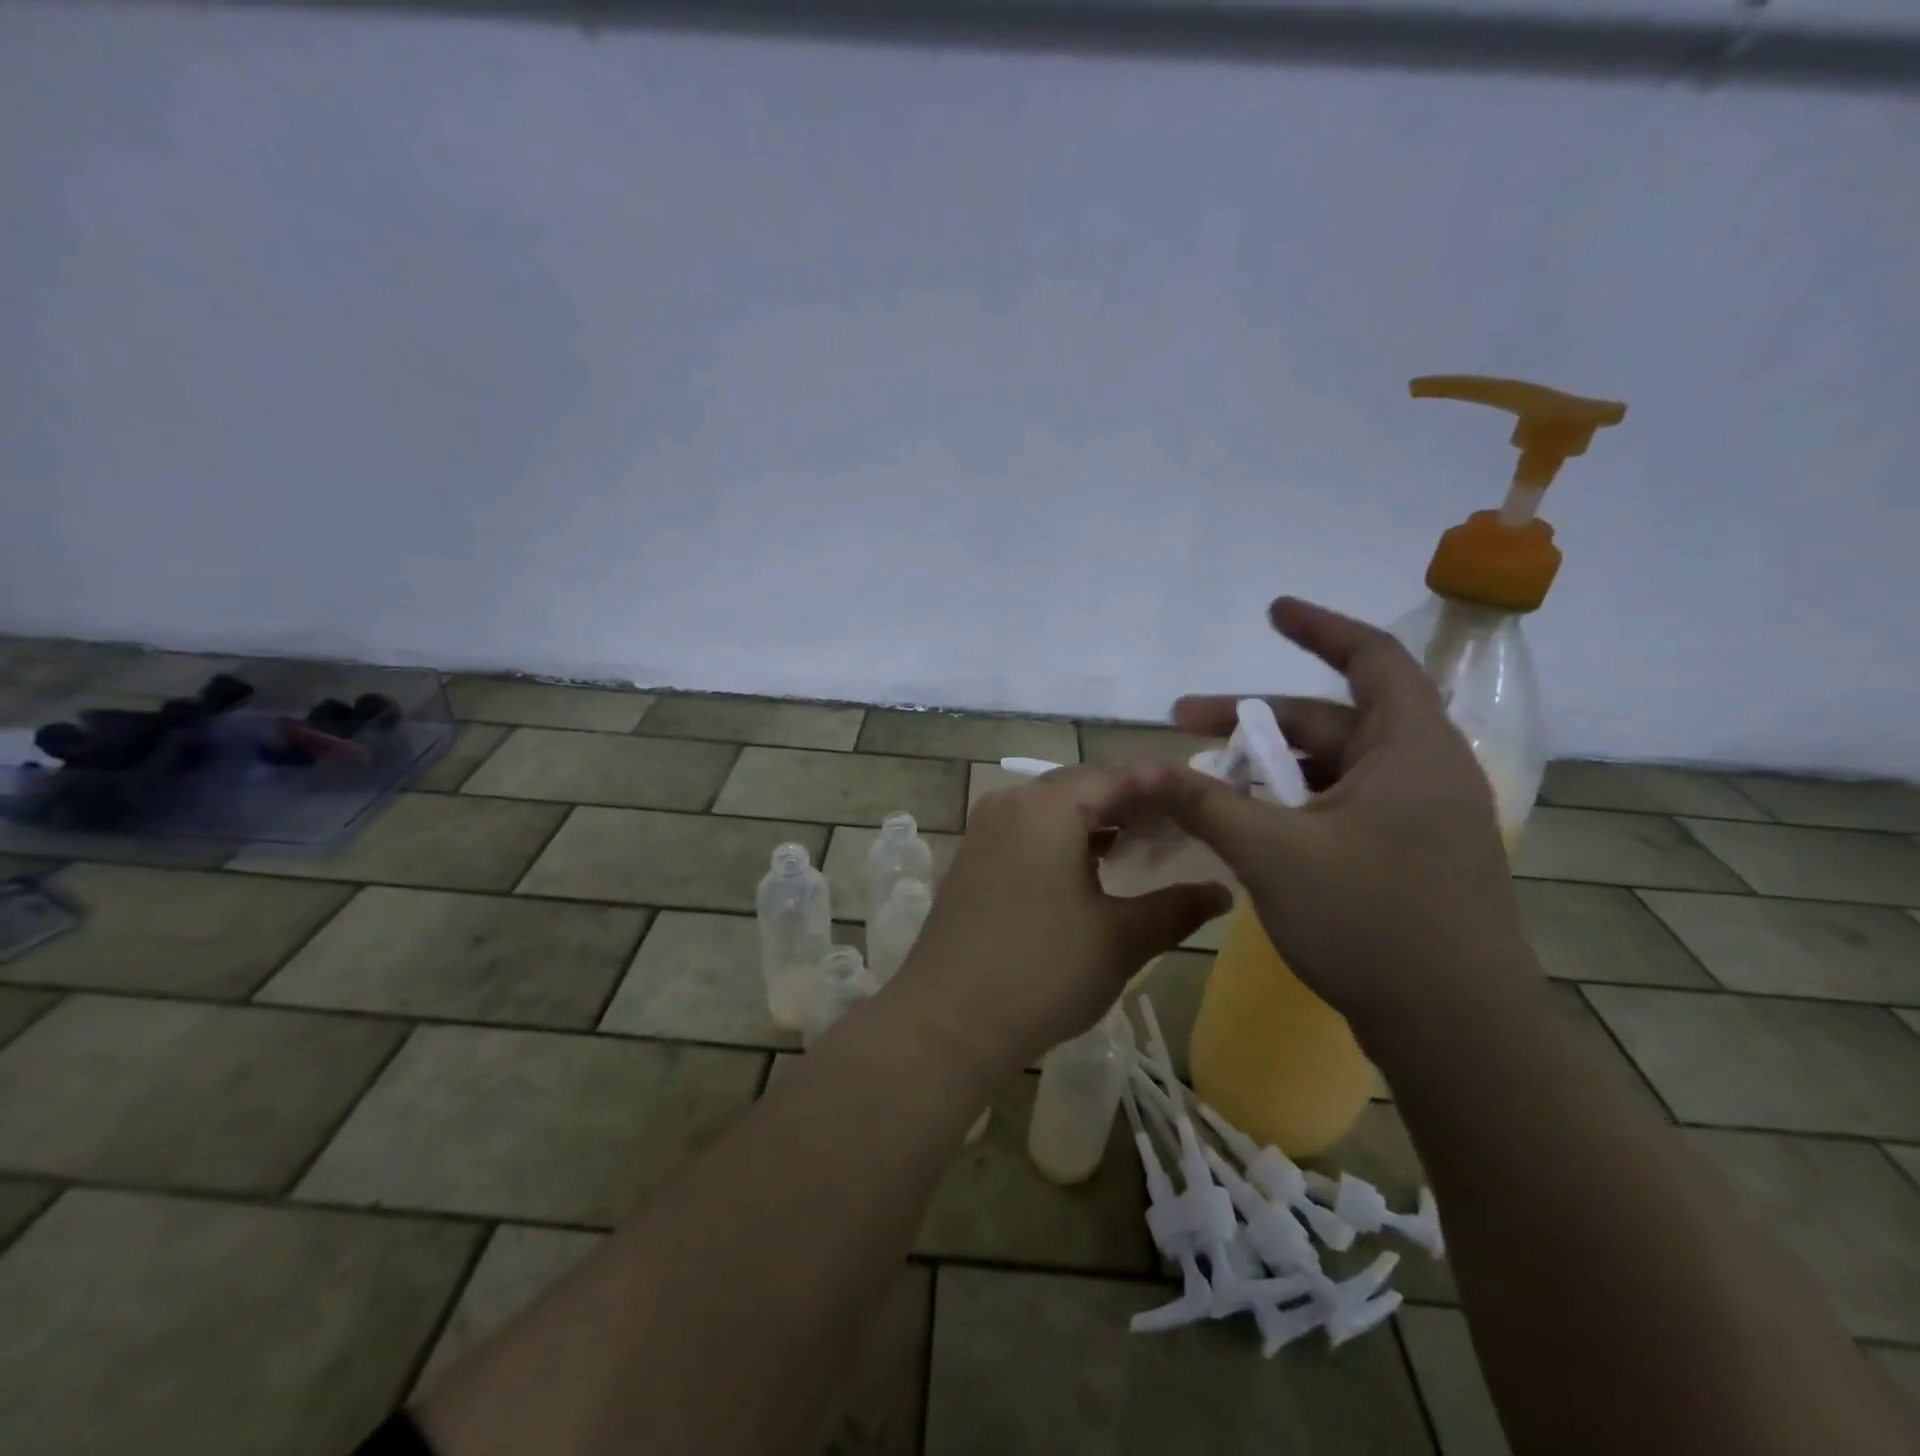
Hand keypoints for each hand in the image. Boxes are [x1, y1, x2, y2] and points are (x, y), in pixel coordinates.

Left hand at [886, 767, 1230, 1082]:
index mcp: (1046, 806)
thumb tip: (1222, 892)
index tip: (1201, 802)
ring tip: (1145, 848)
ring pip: (1053, 811)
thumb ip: (1177, 908)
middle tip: (1179, 827)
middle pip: (1082, 788)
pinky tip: (1093, 870)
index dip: (1161, 788)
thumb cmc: (1043, 972)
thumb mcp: (1121, 939)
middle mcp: (1010, 803)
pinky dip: (1065, 841)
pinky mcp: (973, 859)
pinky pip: (1028, 833)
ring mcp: (984, 831)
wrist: (947, 1021)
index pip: (1116, 778)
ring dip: (1098, 823)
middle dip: (1131, 804)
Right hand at [1145, 596, 1533, 1033]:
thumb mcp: (1274, 853)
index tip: (1271, 611)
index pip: (1371, 659)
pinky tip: (1245, 826)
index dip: (1319, 627)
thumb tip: (1140, 769)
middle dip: (1252, 719)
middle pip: (1329, 721)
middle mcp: (1421, 773)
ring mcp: (1416, 819)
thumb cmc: (1372, 922)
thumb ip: (1204, 802)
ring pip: (1328, 770)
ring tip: (1203, 783)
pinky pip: (1338, 809)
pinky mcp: (1407, 858)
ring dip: (1266, 768)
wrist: (1458, 1033)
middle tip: (1183, 725)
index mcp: (1410, 750)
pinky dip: (1289, 805)